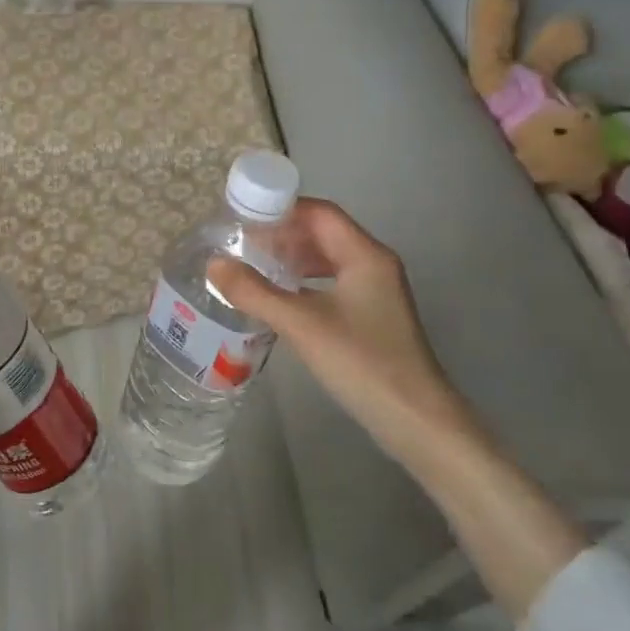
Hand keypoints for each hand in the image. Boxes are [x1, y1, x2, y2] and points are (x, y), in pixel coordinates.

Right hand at [208, 199, 477, 460]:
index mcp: (365, 255)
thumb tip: (214, 263)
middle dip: (282, 234)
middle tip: (241, 244)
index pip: (320, 213)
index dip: (281, 209)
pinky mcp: (371, 317)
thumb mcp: (301, 324)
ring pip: (326, 260)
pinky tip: (277, 298)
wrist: (415, 421)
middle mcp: (374, 265)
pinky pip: (330, 283)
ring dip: (291, 259)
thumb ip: (255, 292)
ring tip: (252, 267)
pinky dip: (302, 283)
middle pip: (323, 233)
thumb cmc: (362, 363)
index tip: (243, 216)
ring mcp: (375, 292)